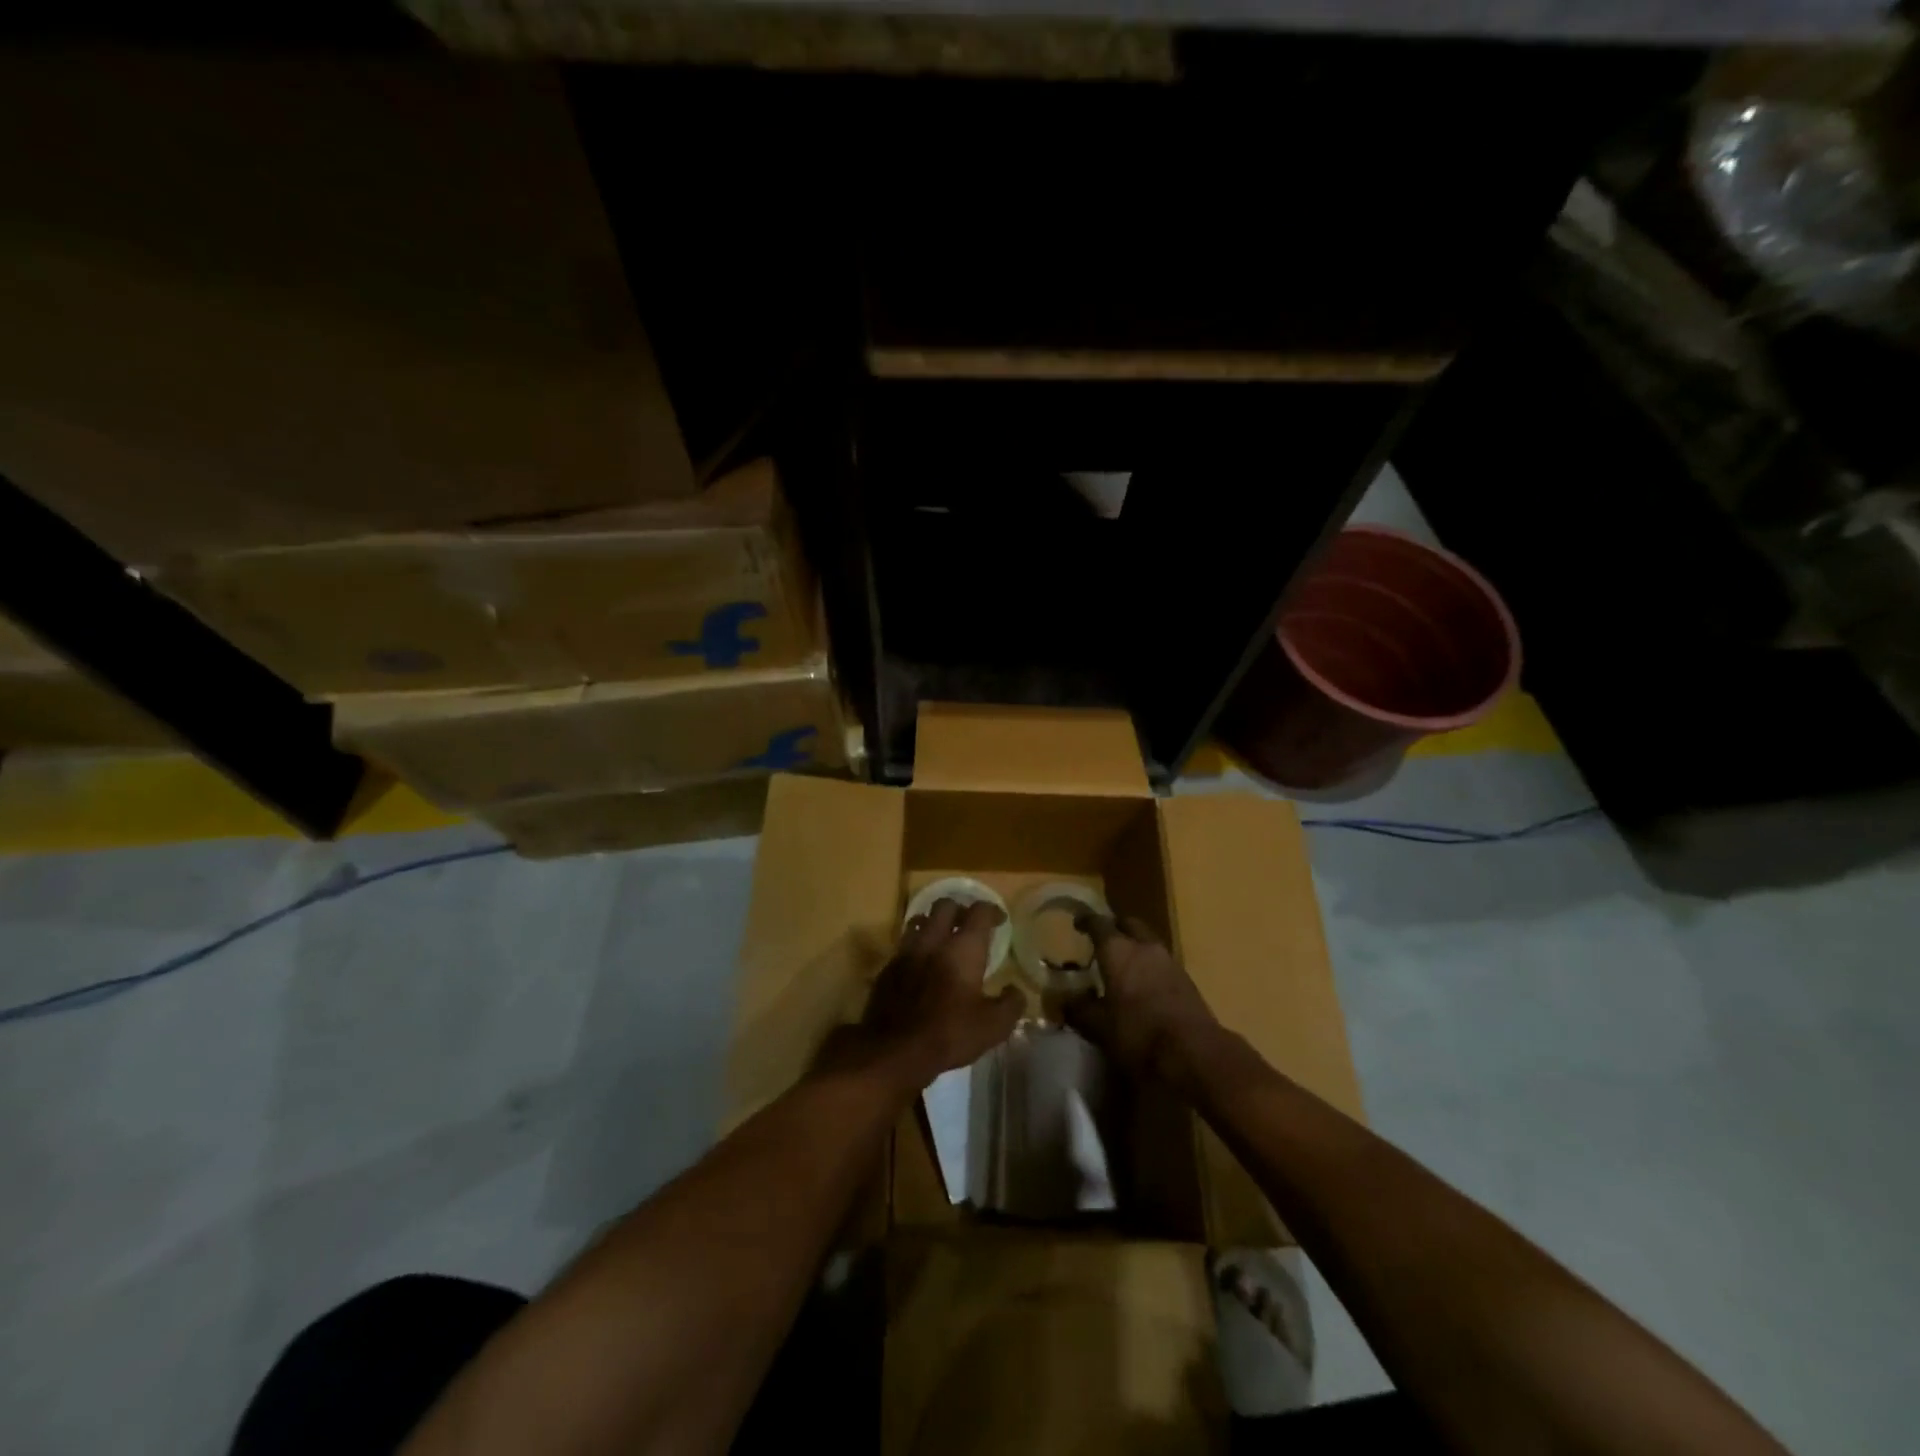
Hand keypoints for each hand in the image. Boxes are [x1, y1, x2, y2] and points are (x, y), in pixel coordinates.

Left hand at [852, 898, 1022, 1093]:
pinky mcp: (888, 967)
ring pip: (920, 920)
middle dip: (960, 909)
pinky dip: (916, 946)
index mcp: (963, 948)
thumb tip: (1015, 991)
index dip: (992, 910)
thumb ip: (1011, 1004)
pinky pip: (904, 944)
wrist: (895, 1050)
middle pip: (945, 905)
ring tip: (942, 938)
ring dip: (933, 923)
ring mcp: (907, 951)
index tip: (999, 920)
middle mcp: (934, 940)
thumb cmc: (949, 1033)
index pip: (979, 912)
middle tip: (969, 925)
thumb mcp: (993, 1026)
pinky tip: (921, 964)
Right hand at [1063, 915, 1223, 1093]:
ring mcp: (1170, 962)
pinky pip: (1162, 963)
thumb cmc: (1138, 1033)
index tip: (1077, 924)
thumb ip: (1079, 1009)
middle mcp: (1145, 947)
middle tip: (1102, 942)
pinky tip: (1143, 987)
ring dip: (1135, 948)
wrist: (1194, 1052)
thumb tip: (1064, 1000)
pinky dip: (1149, 967)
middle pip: (1129, 924)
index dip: (1086, 921)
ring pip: (1148, 943)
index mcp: (1118, 950)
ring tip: (1121, 967)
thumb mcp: (1099, 1026)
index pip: (1098, 923)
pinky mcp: (1187, 980)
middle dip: (1115, 928)